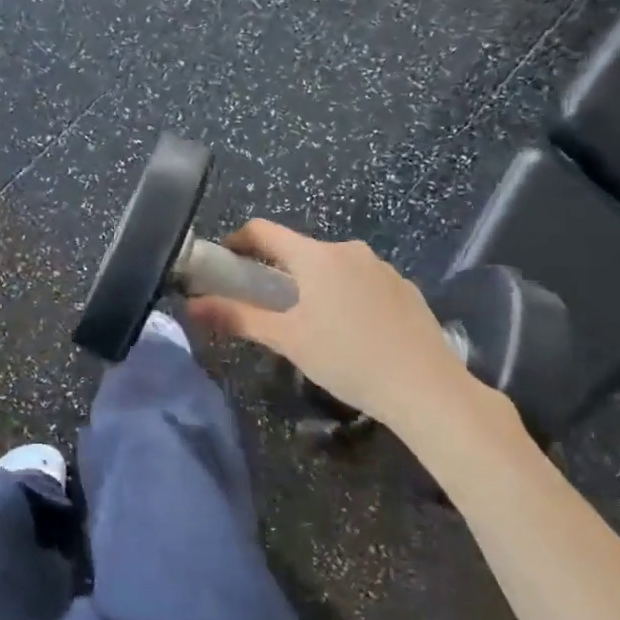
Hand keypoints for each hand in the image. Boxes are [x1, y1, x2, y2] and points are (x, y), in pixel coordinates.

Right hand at [188, 220, 477, 428]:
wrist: (427, 389)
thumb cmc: (347, 358)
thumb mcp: (287, 340)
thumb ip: (238, 317)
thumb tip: (192, 305)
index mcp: (316, 256)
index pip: (264, 230)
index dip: (237, 240)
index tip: (223, 261)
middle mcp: (349, 250)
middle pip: (299, 249)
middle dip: (276, 270)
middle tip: (263, 304)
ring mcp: (382, 268)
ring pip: (332, 266)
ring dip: (312, 284)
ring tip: (309, 323)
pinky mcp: (405, 288)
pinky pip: (361, 281)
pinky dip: (344, 295)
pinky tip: (350, 332)